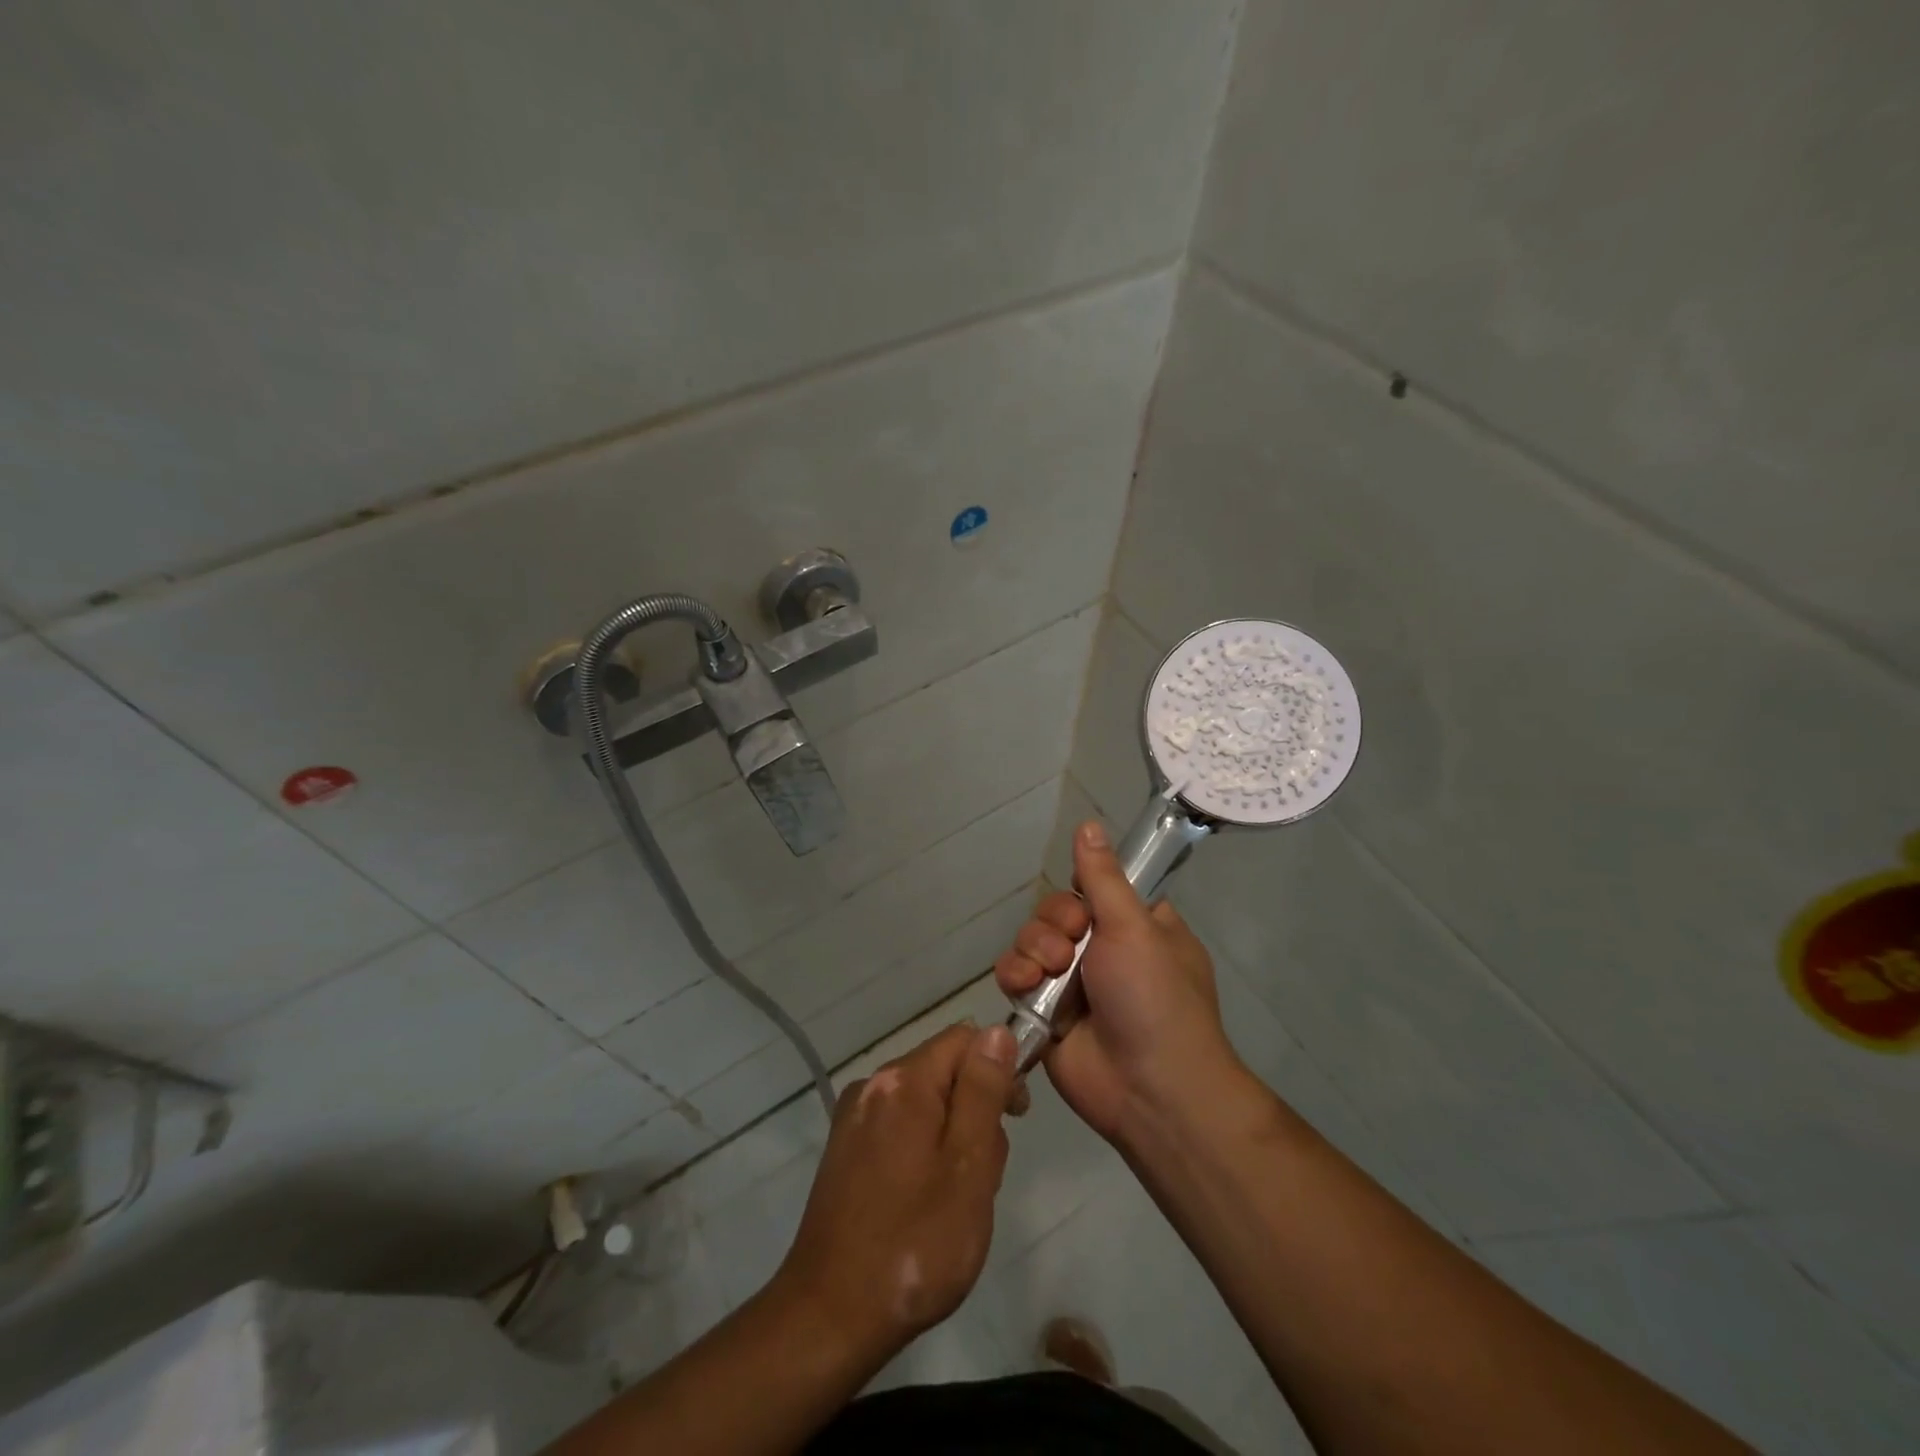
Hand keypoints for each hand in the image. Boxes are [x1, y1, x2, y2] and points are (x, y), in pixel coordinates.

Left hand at [773, 1022, 1016, 1363]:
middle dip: (974, 1110)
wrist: (830, 1315)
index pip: (965, 1039)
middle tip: (983, 1176)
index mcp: (903, 1081)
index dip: (999, 1067)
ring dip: (951, 1137)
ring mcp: (853, 1118)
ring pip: (924, 1103)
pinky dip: (922, 1152)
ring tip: (955, 1200)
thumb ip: (984, 1092)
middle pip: (944, 1070)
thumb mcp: (968, 1166)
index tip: (1016, 1117)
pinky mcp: (845, 1149)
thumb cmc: (914, 1243)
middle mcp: (872, 1084)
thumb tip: (997, 1032)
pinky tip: (923, 1204)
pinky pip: (899, 1128)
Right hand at [995, 820, 1242, 1143]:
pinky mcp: (1044, 1011)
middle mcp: (1104, 950)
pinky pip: (1015, 976)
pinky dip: (1014, 976)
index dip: (1082, 890)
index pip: (1095, 888)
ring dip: (1033, 950)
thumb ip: (1103, 877)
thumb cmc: (1155, 998)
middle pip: (1056, 911)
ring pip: (1030, 940)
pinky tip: (1027, 987)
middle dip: (1055, 924)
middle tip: (1071, 946)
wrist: (1150, 1090)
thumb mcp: (1134, 927)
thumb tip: (1089, 823)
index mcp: (1136, 926)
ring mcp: (1072, 983)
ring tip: (1049, 974)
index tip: (1085, 900)